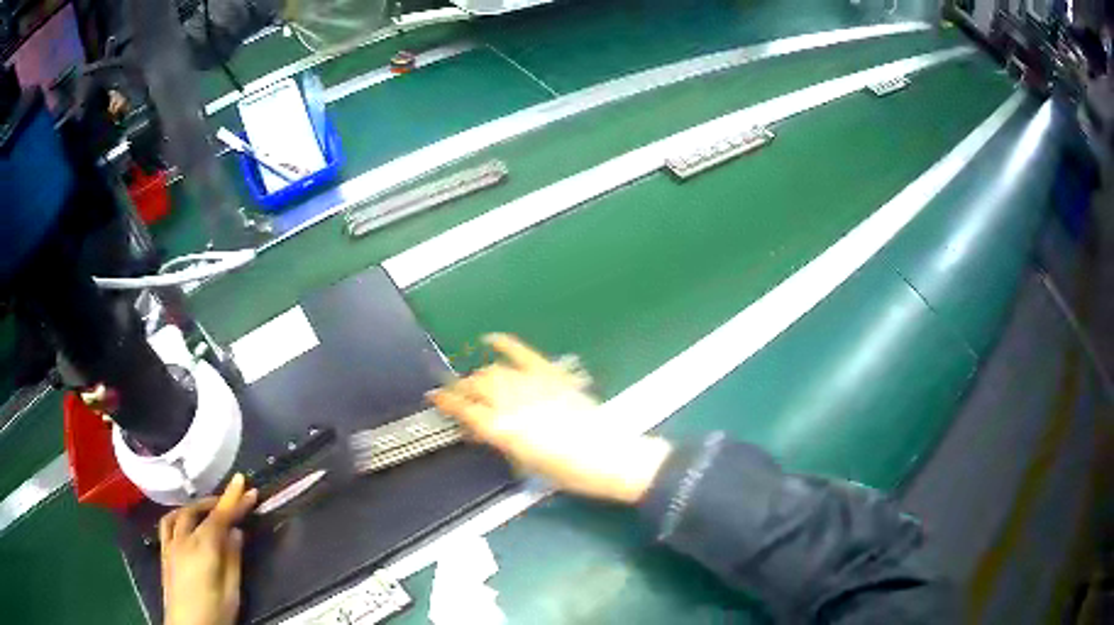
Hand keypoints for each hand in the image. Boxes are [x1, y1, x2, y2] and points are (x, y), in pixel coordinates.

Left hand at [161, 474, 257, 624]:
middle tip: (236, 497)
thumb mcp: (232, 593)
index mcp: (204, 549)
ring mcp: (171, 544)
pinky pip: (168, 523)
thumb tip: (237, 533)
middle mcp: (184, 540)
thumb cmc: (214, 614)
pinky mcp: (164, 552)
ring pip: (182, 513)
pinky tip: (185, 519)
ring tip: (211, 507)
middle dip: (219, 501)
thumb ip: (233, 561)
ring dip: (198, 506)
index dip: (234, 500)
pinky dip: (179, 514)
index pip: (220, 518)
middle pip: (201, 512)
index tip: (246, 485)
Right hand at [430, 334, 671, 504]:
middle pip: (477, 386)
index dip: (446, 402)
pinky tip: (492, 339)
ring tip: (476, 382)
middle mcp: (513, 403)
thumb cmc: (567, 471)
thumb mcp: (526, 463)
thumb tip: (483, 429)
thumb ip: (501, 441)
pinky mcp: (552, 375)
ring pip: (495, 371)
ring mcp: (533, 385)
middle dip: (462, 390)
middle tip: (457, 396)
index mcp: (504, 430)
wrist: (609, 458)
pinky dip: (506, 344)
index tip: (434, 398)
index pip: (465, 409)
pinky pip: (524, 354)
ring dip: (481, 375)